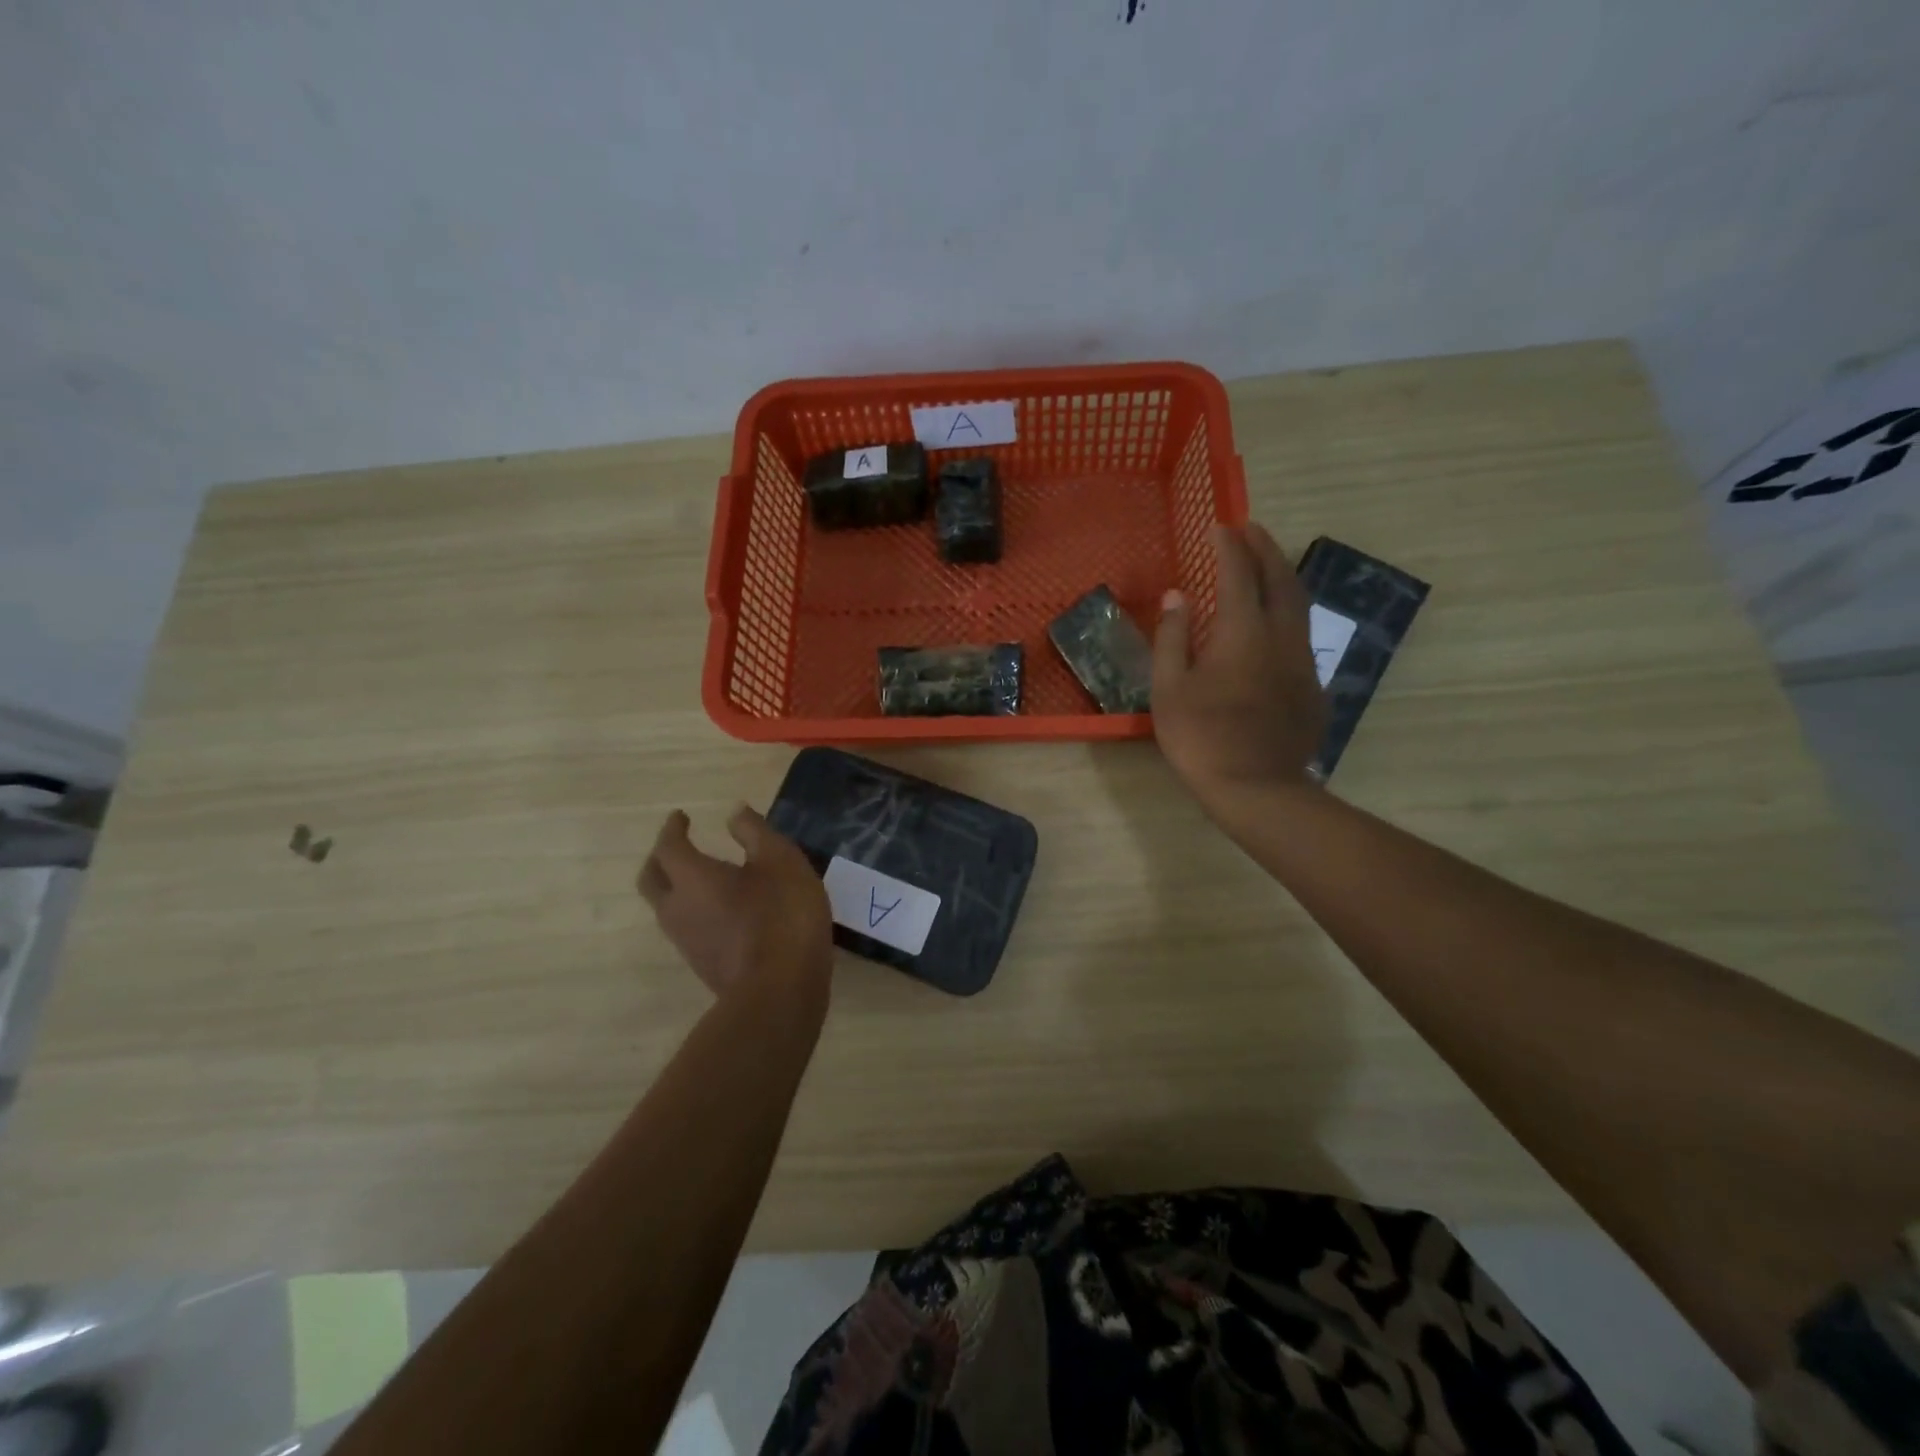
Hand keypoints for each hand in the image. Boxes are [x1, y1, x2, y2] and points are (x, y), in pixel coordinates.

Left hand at [638, 805, 833, 1005]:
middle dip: (660, 858)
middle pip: (652, 879)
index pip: (669, 847)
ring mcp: (687, 942)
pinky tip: (723, 910)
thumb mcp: (780, 861)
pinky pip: (687, 928)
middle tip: (678, 846)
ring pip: (666, 907)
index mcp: (692, 878)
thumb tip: (733, 812)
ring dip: (675, 887)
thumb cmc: (782, 914)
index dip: (673, 829)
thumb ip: (755, 833)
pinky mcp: (703, 965)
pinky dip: (695, 910)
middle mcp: (678, 909)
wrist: (780, 991)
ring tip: (703, 877)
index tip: (681, 817)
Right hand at [1152, 523, 1326, 808]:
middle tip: (1251, 529)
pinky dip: (1288, 614)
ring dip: (1282, 577)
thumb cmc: (1201, 737)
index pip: (1238, 574)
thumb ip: (1172, 637)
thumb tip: (1178, 596)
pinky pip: (1302, 636)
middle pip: (1281, 579)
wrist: (1257, 788)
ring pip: (1299, 605)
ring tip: (1266, 565)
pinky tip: (1274, 626)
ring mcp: (1303, 662)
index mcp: (1242, 632)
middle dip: (1265, 549)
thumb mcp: (1169, 689)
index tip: (1219, 526)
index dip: (1229, 546)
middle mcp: (1281, 637)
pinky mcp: (1313, 687)